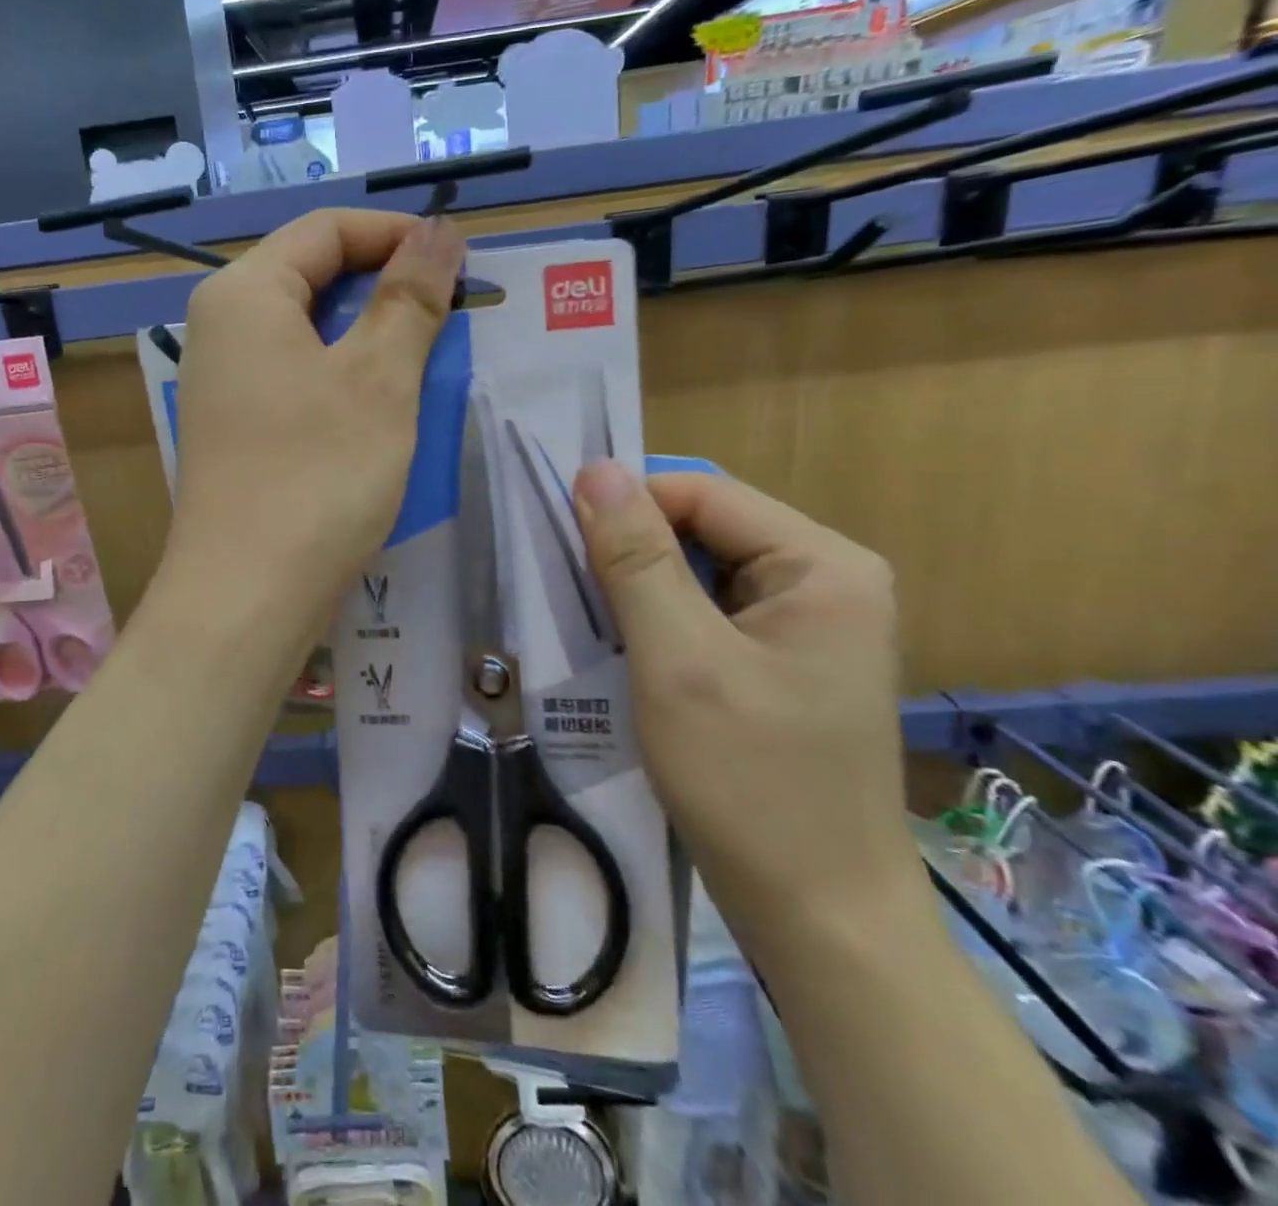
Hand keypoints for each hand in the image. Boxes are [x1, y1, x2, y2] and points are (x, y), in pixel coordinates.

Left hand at [161, 208, 463, 637]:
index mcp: (244, 294)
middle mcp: (221, 328)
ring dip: (371, 336)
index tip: (460, 260)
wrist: (247, 595)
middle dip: (386, 287)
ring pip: (309, 332)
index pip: (326, 229)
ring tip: (429, 358)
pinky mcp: (237, 428)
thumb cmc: (317, 474)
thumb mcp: (379, 378)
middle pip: (313, 276)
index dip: (396, 234)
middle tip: (452, 313)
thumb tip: (437, 230)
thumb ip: (409, 295)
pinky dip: (345, 378)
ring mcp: (224, 383)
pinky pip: (298, 378)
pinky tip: (385, 407)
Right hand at [572, 464, 918, 948]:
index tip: (560, 542)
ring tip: (587, 621)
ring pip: (699, 572)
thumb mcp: (679, 661)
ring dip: (638, 589)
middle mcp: (824, 580)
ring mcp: (805, 624)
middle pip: (703, 529)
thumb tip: (595, 469)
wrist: (817, 916)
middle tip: (568, 588)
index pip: (703, 495)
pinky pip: (706, 613)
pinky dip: (657, 622)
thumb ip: (635, 559)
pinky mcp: (781, 660)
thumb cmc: (750, 783)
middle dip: (631, 552)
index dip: (627, 507)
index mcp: (823, 565)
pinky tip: (623, 651)